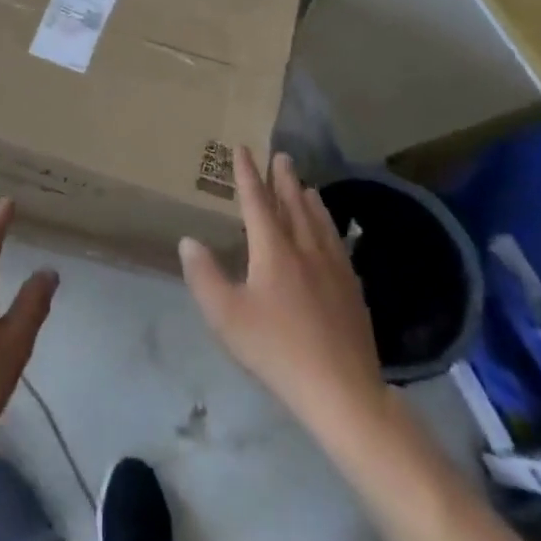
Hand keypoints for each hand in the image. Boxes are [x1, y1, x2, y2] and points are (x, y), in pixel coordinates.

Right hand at [180, 147, 393, 459]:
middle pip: (293, 205)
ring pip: (320, 222)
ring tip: (307, 186)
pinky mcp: (352, 290)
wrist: (342, 390)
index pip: (257, 201)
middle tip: (281, 156)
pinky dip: (330, 227)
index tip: (243, 149)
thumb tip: (188, 241)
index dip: (247, 174)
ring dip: (309, 200)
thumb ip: (204, 276)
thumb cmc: (276, 350)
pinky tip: (333, 235)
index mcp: (273, 250)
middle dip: (284, 179)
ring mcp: (334, 269)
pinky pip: (339, 245)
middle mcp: (305, 249)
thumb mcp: (226, 316)